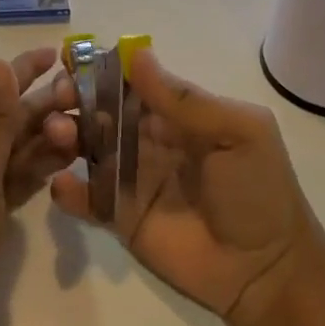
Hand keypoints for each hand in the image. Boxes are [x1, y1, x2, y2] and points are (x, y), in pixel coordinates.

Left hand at [0, 47, 76, 325]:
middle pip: (10, 120)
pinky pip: (20, 177)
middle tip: (90, 99)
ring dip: (49, 138)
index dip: (25, 72)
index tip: (59, 52)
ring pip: (19, 149)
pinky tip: (72, 157)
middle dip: (47, 108)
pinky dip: (43, 167)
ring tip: (88, 128)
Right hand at [49, 48, 318, 321]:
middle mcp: (146, 140)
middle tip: (59, 97)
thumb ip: (187, 100)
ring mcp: (129, 178)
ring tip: (59, 135)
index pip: (130, 82)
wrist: (265, 270)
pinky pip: (85, 198)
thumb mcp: (239, 134)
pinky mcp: (117, 216)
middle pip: (100, 111)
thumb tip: (138, 55)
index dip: (101, 69)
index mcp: (175, 115)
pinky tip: (64, 185)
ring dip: (65, 135)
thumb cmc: (257, 192)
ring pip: (85, 148)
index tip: (70, 58)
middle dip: (74, 99)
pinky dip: (67, 189)